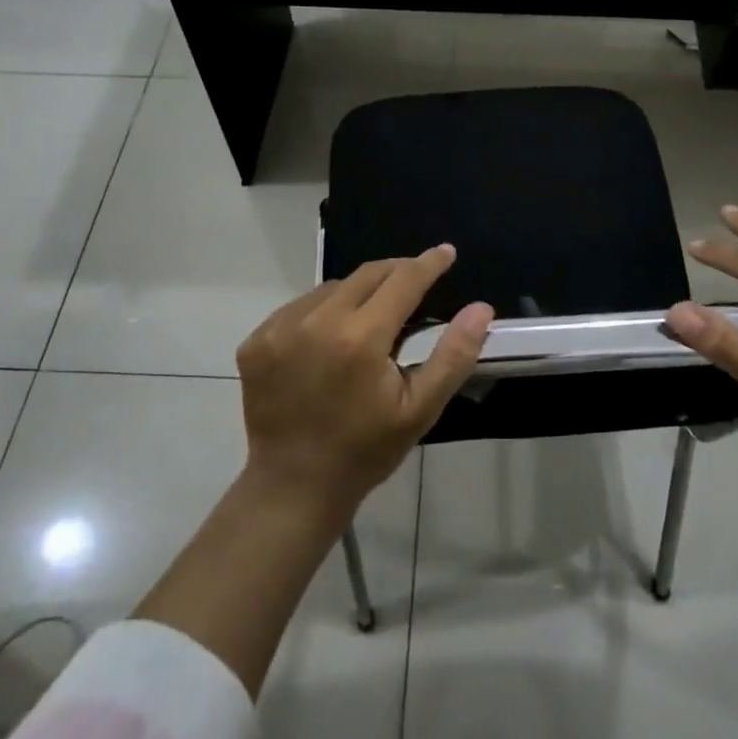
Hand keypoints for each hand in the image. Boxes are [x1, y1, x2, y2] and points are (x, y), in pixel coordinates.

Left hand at [236, 245, 492, 523]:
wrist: (294, 486)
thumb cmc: (366, 449)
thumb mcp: (420, 409)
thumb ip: (453, 355)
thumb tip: (481, 308)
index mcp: (360, 339)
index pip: (402, 281)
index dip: (428, 264)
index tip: (445, 251)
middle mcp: (316, 322)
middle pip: (366, 275)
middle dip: (396, 271)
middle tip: (416, 277)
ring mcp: (279, 329)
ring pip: (332, 288)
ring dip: (358, 292)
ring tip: (373, 316)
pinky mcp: (256, 340)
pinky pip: (300, 306)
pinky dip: (322, 311)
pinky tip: (331, 336)